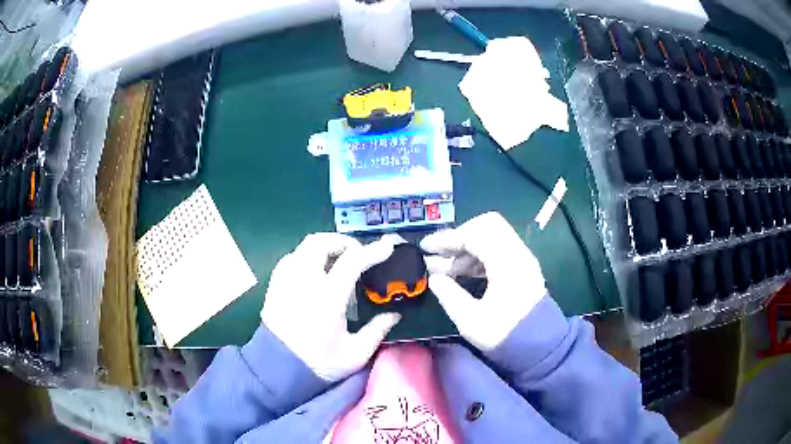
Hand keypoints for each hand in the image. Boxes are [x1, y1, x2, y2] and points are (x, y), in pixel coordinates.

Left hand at [261, 233, 400, 381]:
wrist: (278, 368)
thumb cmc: (319, 363)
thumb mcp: (355, 353)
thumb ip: (377, 330)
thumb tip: (394, 314)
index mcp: (327, 297)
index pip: (352, 261)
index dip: (373, 251)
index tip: (388, 246)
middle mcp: (304, 281)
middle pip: (322, 242)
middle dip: (343, 242)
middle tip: (358, 255)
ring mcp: (286, 279)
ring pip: (305, 246)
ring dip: (325, 247)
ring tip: (338, 262)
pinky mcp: (275, 284)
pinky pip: (293, 257)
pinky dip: (308, 256)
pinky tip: (316, 272)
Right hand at [421, 212, 545, 350]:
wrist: (539, 347)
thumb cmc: (505, 335)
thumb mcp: (471, 320)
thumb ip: (449, 295)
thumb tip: (434, 278)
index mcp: (506, 262)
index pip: (474, 234)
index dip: (447, 238)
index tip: (426, 248)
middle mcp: (517, 253)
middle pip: (486, 226)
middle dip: (459, 237)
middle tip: (440, 254)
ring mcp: (522, 259)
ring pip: (492, 237)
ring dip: (467, 248)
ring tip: (444, 269)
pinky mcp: (522, 268)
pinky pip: (498, 249)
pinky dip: (478, 256)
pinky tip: (462, 274)